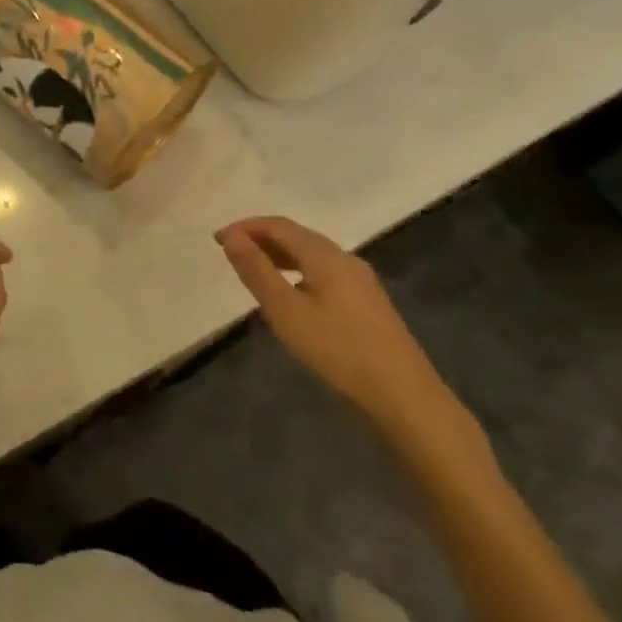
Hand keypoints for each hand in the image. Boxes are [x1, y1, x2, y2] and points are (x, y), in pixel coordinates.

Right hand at [215, 216, 471, 449]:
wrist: (404, 395)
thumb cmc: (337, 349)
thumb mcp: (285, 310)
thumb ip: (256, 270)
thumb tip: (231, 236)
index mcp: (324, 255)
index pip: (279, 226)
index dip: (246, 227)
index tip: (218, 239)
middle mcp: (345, 258)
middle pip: (297, 236)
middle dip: (261, 238)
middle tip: (231, 253)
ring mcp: (361, 280)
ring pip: (312, 254)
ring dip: (279, 255)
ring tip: (254, 270)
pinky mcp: (368, 301)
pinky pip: (324, 271)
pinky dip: (297, 270)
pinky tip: (291, 293)